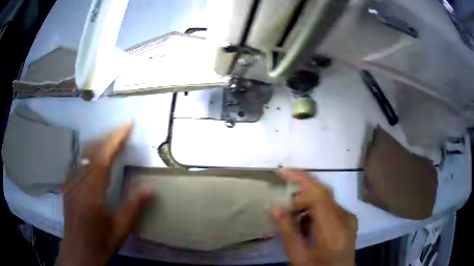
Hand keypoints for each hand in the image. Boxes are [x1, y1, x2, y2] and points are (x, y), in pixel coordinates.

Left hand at [56, 124, 150, 265]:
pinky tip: (94, 161)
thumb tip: (148, 187)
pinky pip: (78, 164)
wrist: (79, 251)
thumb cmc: (101, 242)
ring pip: (83, 155)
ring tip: (111, 143)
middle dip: (107, 138)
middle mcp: (78, 184)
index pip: (103, 159)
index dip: (115, 140)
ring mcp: (70, 184)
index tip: (127, 126)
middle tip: (121, 133)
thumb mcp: (120, 229)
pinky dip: (88, 156)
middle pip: (91, 152)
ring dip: (98, 145)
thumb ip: (132, 206)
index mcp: (92, 194)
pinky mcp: (67, 186)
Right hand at [270, 170, 357, 265]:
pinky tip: (307, 223)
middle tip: (285, 206)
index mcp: (334, 227)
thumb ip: (287, 228)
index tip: (283, 172)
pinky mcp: (349, 220)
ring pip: (326, 200)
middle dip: (301, 194)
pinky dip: (316, 210)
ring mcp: (349, 218)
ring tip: (294, 218)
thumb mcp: (297, 253)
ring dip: (308, 204)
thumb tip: (274, 206)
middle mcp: (345, 217)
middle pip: (323, 194)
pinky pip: (331, 207)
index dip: (302, 179)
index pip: (319, 194)